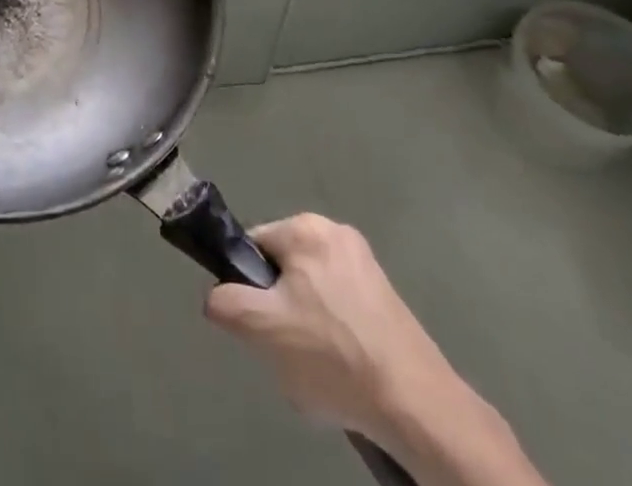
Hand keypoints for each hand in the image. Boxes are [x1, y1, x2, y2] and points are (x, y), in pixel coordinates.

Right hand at [204, 214, 463, 440]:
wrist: (415, 404)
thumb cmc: (332, 356)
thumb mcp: (263, 331)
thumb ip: (227, 304)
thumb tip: (215, 297)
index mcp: (305, 227)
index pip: (254, 246)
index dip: (249, 286)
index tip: (261, 324)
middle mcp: (336, 231)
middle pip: (284, 268)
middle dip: (280, 308)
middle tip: (289, 348)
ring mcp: (366, 262)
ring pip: (312, 290)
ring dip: (306, 323)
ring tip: (318, 364)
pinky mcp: (386, 294)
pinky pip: (341, 304)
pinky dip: (335, 333)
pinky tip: (344, 368)